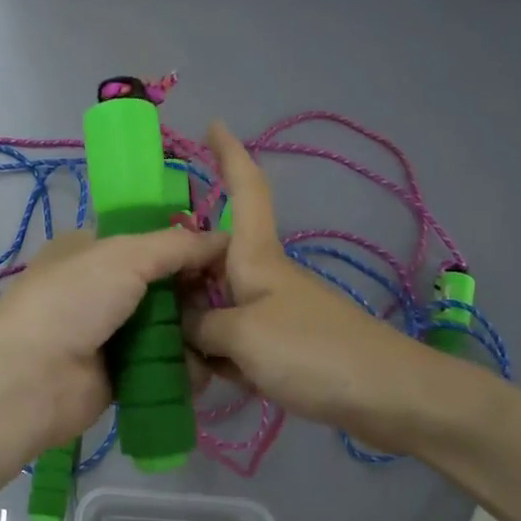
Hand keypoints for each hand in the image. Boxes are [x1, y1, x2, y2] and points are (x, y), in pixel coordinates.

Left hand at [0, 226, 227, 450]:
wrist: (33, 377)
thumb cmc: (75, 300)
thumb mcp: (125, 255)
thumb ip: (176, 245)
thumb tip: (222, 238)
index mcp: (91, 251)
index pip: (148, 241)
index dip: (186, 246)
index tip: (226, 256)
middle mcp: (100, 289)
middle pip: (162, 286)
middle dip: (196, 292)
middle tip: (231, 299)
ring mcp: (109, 334)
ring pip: (167, 327)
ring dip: (195, 331)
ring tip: (224, 334)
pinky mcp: (120, 375)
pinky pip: (163, 366)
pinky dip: (184, 367)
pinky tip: (207, 366)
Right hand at [184, 122, 468, 451]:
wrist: (385, 396)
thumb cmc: (312, 351)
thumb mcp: (242, 335)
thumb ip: (201, 326)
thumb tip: (183, 327)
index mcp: (256, 257)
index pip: (246, 192)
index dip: (231, 155)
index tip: (214, 124)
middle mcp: (261, 278)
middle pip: (212, 259)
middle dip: (178, 268)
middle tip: (135, 286)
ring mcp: (271, 315)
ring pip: (216, 305)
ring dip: (190, 322)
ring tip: (151, 340)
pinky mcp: (279, 350)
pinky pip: (232, 341)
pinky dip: (213, 354)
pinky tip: (193, 375)